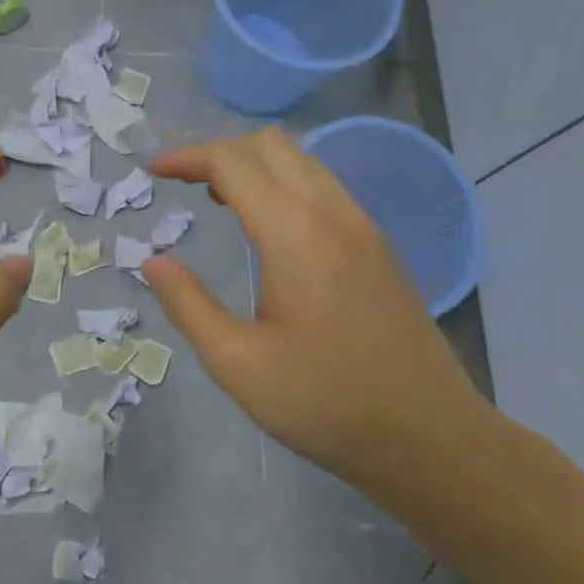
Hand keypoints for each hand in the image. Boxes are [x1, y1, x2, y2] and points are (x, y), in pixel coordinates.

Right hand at [142, 129, 489, 485]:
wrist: (429, 437)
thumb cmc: (325, 403)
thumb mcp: (237, 364)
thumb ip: (188, 305)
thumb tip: (154, 261)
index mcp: (294, 235)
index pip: (233, 162)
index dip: (188, 157)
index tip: (154, 172)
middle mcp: (333, 215)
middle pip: (272, 145)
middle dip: (220, 151)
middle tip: (185, 184)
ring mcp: (364, 228)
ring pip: (303, 162)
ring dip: (255, 166)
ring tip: (219, 200)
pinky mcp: (379, 248)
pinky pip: (325, 188)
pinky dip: (285, 185)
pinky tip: (269, 228)